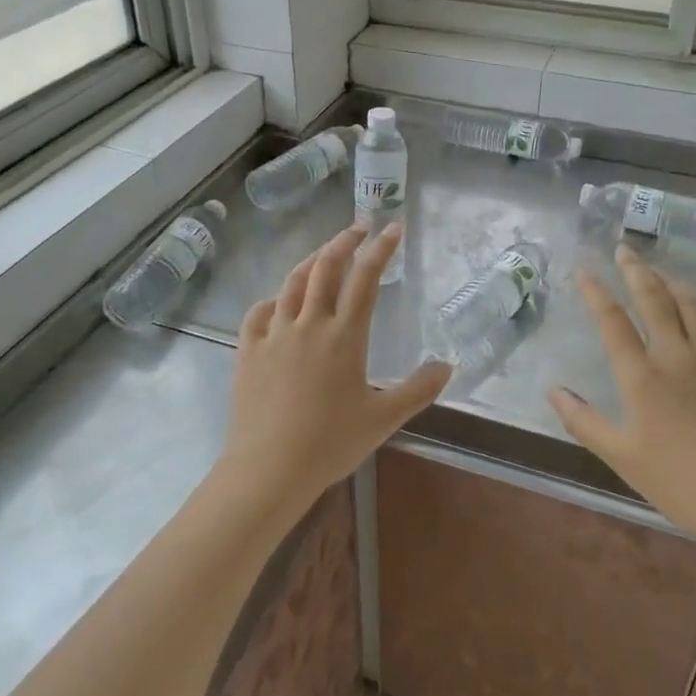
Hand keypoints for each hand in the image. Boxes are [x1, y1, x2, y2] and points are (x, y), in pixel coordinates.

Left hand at [221, 224, 450, 523]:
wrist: (268, 468)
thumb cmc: (330, 443)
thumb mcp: (384, 419)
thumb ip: (418, 390)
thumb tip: (447, 366)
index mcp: (344, 335)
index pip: (366, 278)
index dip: (381, 249)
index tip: (393, 228)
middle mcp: (309, 323)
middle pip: (326, 267)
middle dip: (345, 241)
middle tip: (360, 226)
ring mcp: (275, 334)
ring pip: (292, 283)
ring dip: (311, 260)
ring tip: (324, 253)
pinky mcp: (248, 350)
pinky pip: (259, 312)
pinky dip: (273, 299)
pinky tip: (278, 302)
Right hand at [549, 247, 695, 563]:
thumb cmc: (681, 484)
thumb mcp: (622, 458)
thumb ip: (584, 422)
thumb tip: (554, 390)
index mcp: (643, 378)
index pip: (613, 322)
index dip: (596, 293)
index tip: (584, 269)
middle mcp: (678, 358)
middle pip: (655, 302)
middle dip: (637, 271)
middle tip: (625, 250)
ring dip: (676, 286)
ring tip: (664, 273)